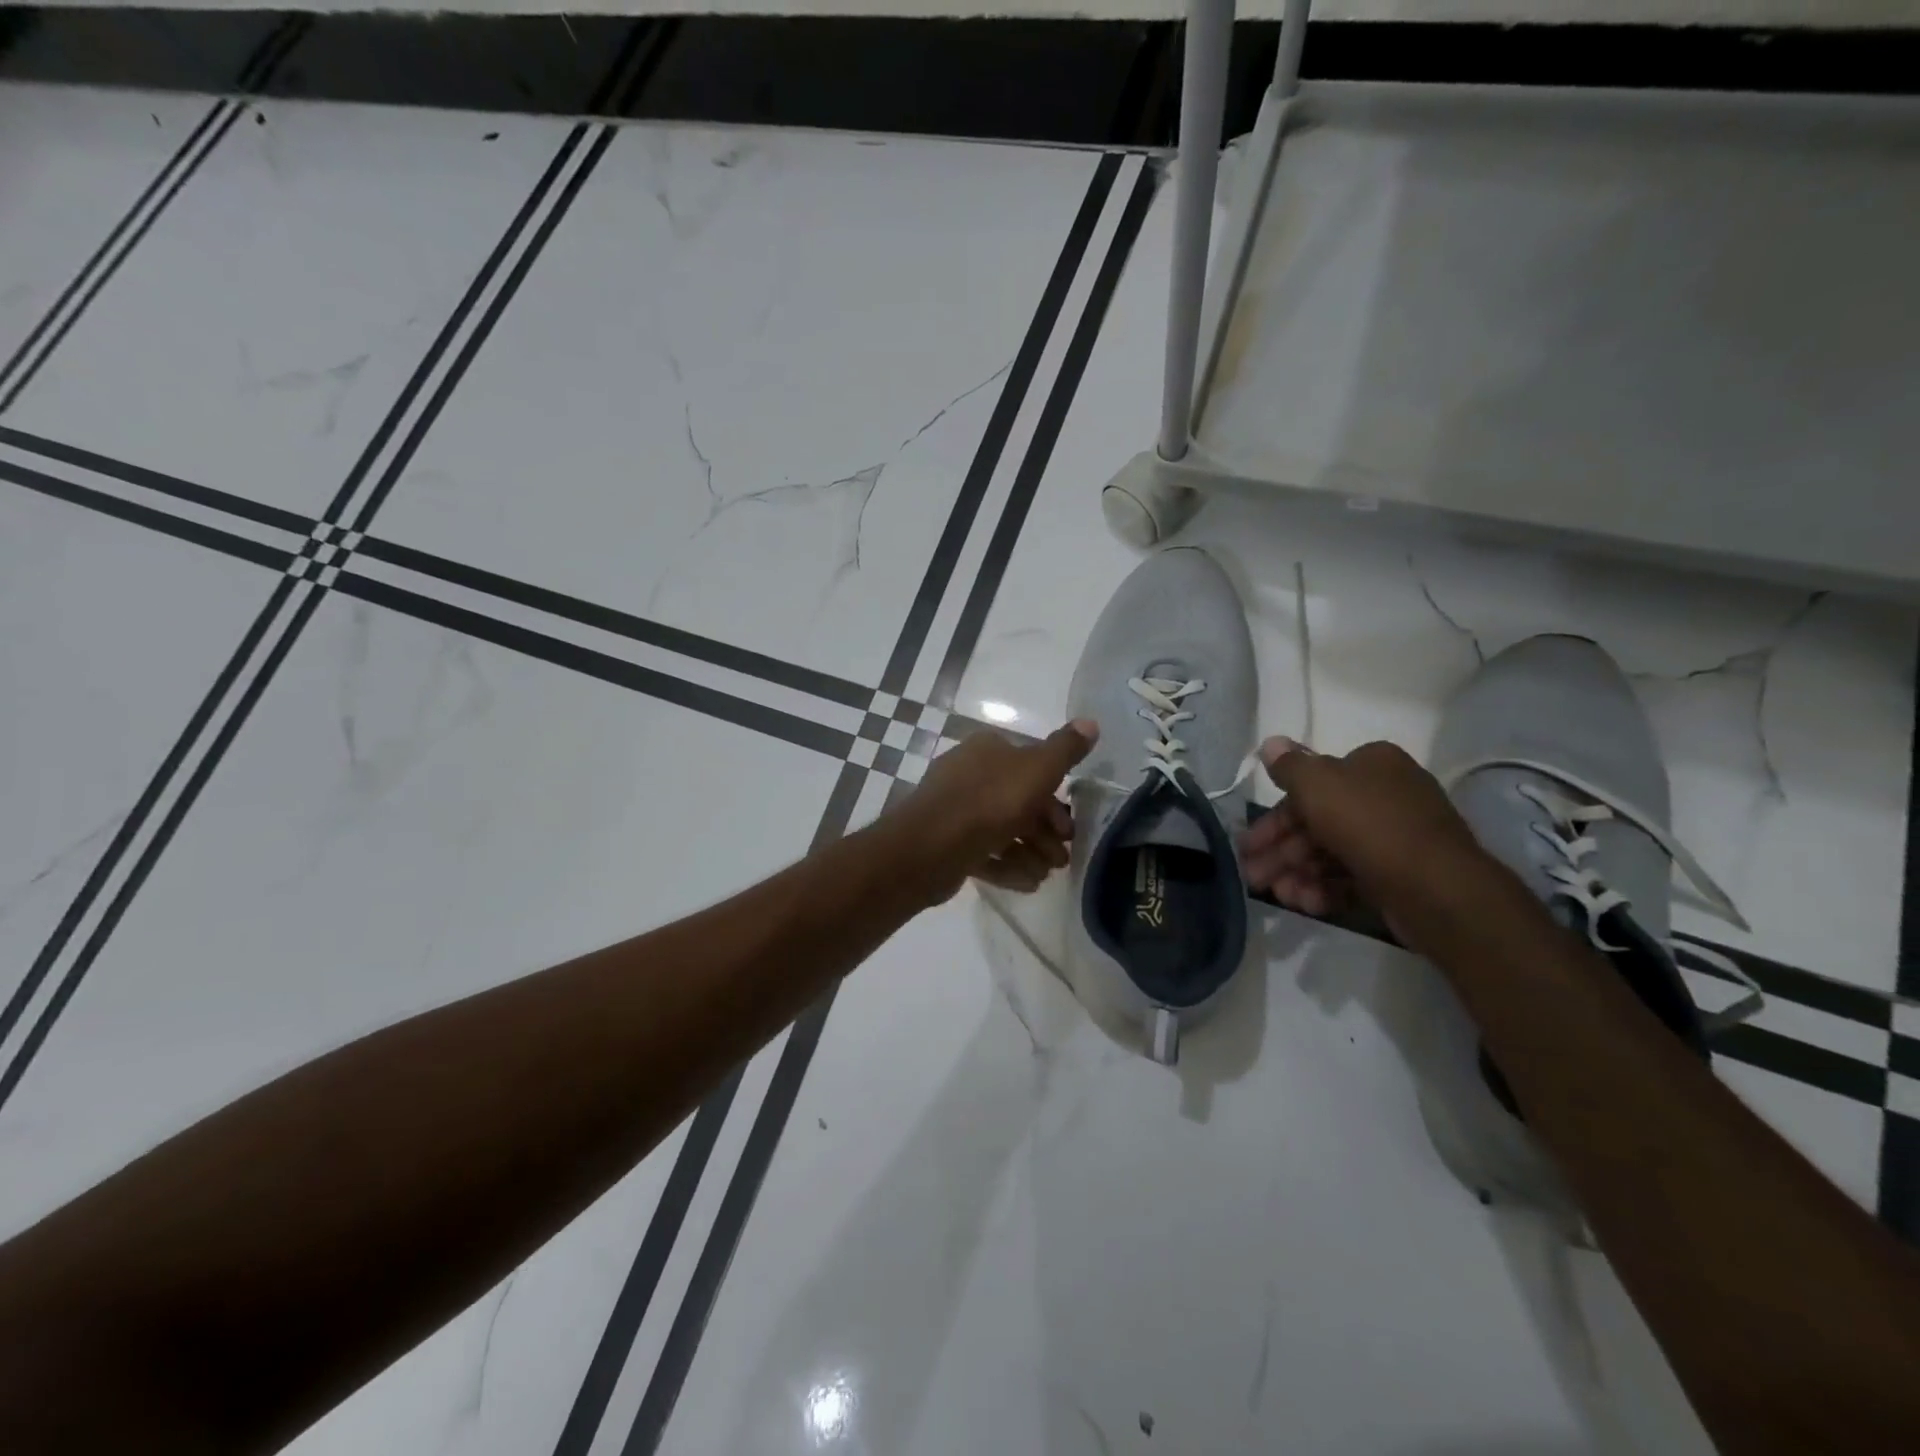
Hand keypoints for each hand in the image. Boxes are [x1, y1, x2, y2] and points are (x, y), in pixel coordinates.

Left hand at [889, 719, 1097, 902]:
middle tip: (1061, 859)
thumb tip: (1091, 722)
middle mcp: (968, 774)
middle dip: (1044, 832)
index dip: (1055, 798)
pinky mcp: (945, 843)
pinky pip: (983, 852)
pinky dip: (1006, 867)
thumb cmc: (990, 801)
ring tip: (1044, 876)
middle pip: (1017, 802)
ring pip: (1001, 830)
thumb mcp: (1038, 769)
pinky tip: (1026, 884)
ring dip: (1028, 853)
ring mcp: (954, 809)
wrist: (932, 847)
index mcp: (987, 750)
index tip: (1069, 828)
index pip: (1030, 768)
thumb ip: (1066, 749)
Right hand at [1238, 736, 1493, 938]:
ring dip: (1297, 873)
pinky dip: (1325, 889)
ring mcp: (1394, 839)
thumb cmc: (1369, 824)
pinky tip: (1306, 904)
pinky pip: (1352, 877)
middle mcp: (1385, 796)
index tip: (1249, 842)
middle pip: (1316, 822)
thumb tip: (1270, 743)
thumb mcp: (1317, 784)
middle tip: (1251, 875)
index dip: (1274, 816)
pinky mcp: (1398, 876)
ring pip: (1330, 853)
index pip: (1311, 786)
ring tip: (1278, 895)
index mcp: (1372, 766)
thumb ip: (1289, 766)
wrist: (1436, 889)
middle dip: (1280, 851)